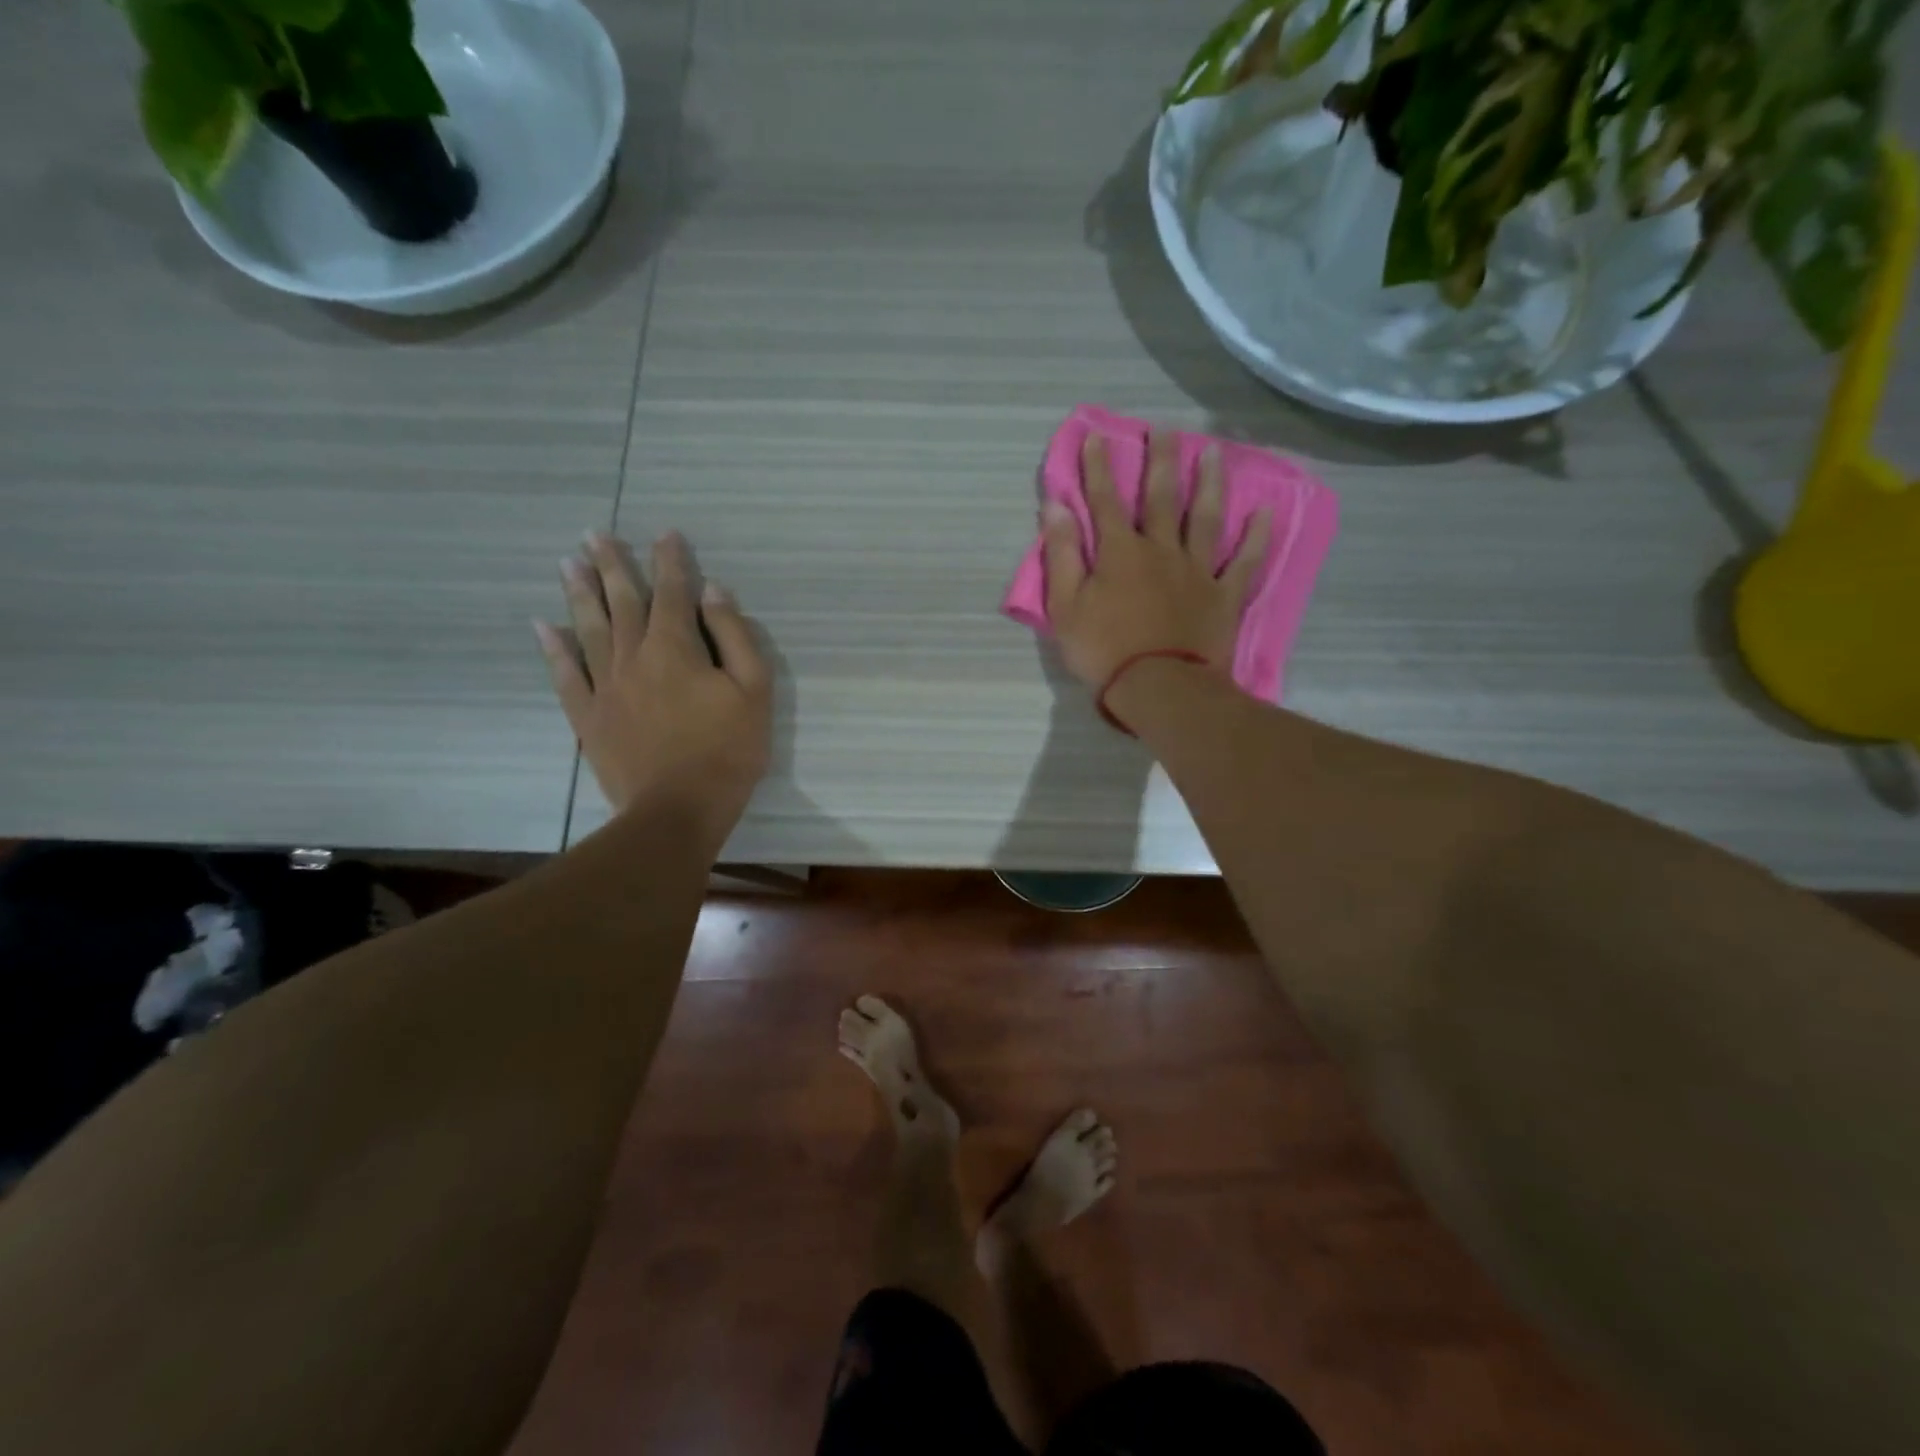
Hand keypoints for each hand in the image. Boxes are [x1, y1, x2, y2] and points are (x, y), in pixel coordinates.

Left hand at [535, 532, 772, 849]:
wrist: (678, 810)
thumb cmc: (728, 750)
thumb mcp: (753, 691)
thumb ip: (735, 636)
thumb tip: (713, 592)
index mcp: (676, 647)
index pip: (672, 591)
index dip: (671, 560)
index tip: (666, 534)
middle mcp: (633, 656)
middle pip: (621, 601)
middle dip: (611, 565)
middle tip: (594, 534)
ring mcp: (605, 686)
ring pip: (589, 629)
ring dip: (579, 593)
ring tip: (567, 562)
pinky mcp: (589, 717)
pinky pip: (566, 674)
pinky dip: (553, 648)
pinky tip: (543, 627)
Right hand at [1043, 430, 1270, 690]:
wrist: (1159, 688)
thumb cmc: (1103, 651)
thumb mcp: (1065, 606)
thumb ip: (1062, 554)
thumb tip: (1055, 506)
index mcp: (1120, 553)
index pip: (1105, 501)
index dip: (1098, 468)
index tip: (1097, 436)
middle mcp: (1161, 550)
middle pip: (1161, 498)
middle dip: (1160, 461)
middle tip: (1165, 430)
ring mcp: (1197, 571)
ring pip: (1205, 518)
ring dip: (1209, 483)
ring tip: (1213, 452)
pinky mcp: (1223, 596)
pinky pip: (1243, 562)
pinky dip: (1254, 537)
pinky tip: (1264, 512)